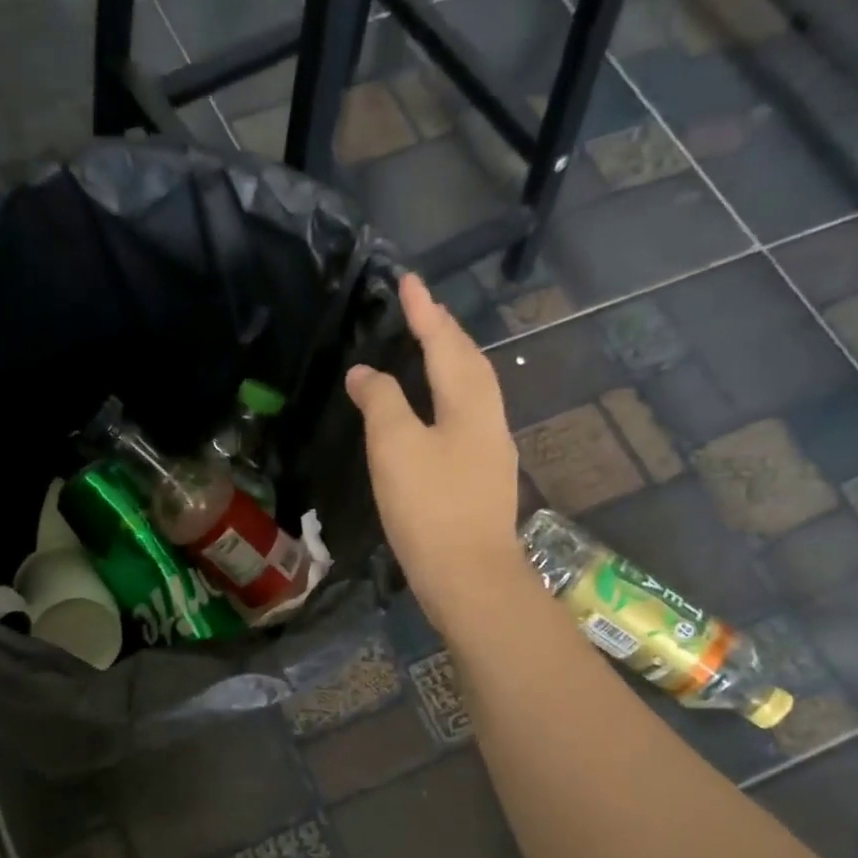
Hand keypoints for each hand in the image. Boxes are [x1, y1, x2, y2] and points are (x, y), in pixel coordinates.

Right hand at [346, 273, 527, 635]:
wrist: (469, 576)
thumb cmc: (429, 507)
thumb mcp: (396, 447)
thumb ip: (381, 401)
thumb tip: (365, 373)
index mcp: (469, 403)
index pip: (445, 343)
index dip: (424, 312)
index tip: (409, 281)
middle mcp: (489, 418)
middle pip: (469, 363)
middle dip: (445, 333)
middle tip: (421, 312)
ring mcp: (491, 451)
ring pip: (472, 392)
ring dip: (451, 364)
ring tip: (428, 352)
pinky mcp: (483, 479)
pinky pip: (467, 419)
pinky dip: (448, 399)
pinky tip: (435, 412)